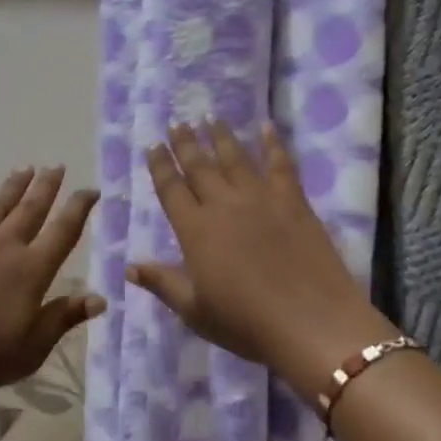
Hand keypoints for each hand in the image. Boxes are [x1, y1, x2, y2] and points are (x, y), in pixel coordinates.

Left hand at [0, 167, 103, 440]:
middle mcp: (5, 245)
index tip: (91, 190)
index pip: (63, 232)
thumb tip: (99, 298)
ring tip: (26, 167)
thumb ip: (63, 319)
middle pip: (32, 209)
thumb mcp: (30, 349)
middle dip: (47, 187)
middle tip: (57, 166)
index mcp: (32, 270)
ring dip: (14, 185)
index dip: (79, 209)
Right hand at [128, 120, 395, 390]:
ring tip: (210, 117)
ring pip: (235, 159)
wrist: (311, 323)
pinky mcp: (293, 202)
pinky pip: (280, 165)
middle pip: (200, 167)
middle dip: (186, 143)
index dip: (160, 165)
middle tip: (177, 121)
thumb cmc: (246, 323)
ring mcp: (261, 199)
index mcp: (195, 230)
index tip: (153, 144)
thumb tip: (130, 265)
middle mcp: (224, 205)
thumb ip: (163, 283)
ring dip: (221, 137)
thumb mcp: (195, 311)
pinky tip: (267, 127)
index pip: (171, 189)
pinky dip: (272, 144)